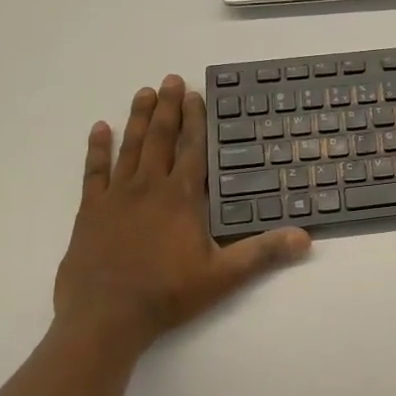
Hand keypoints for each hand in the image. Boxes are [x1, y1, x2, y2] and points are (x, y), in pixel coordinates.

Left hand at [54, 75, 309, 352]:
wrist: (106, 316)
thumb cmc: (168, 293)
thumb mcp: (224, 276)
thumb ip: (263, 253)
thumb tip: (305, 238)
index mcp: (182, 198)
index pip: (193, 149)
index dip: (195, 121)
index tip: (195, 94)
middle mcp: (150, 187)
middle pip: (161, 139)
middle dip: (168, 108)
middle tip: (170, 79)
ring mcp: (116, 196)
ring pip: (130, 147)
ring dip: (138, 119)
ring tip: (144, 92)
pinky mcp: (90, 211)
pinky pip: (93, 172)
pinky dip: (97, 149)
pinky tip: (99, 128)